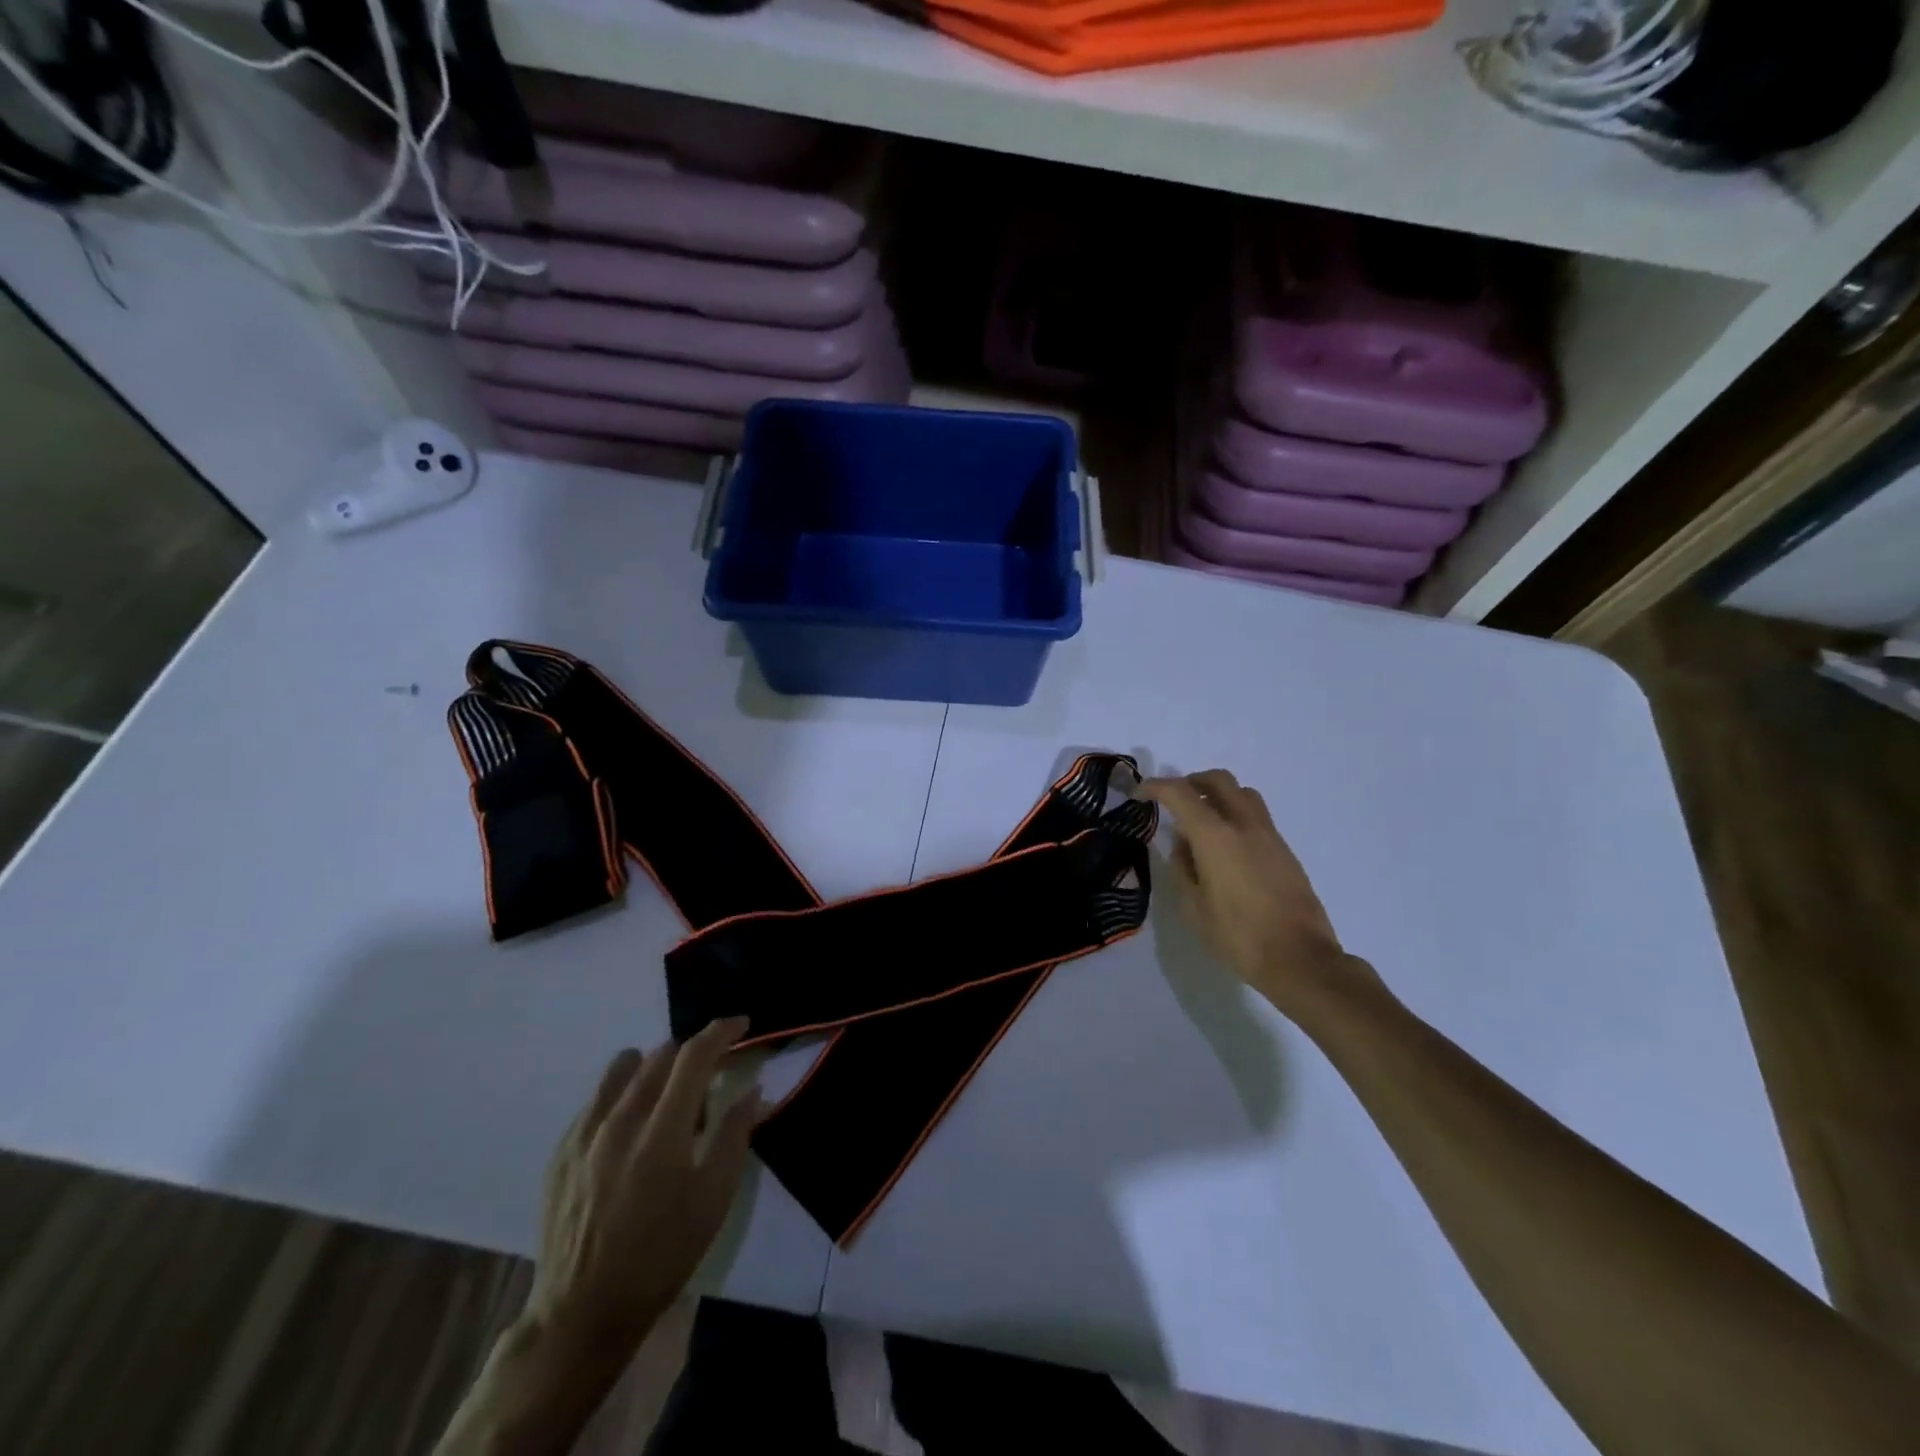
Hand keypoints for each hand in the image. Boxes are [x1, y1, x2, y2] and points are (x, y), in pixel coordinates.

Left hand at [523, 1018, 761, 1361]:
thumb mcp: (714, 1200)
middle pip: (659, 1055)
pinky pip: (596, 1099)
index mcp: (661, 1133)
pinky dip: (621, 1095)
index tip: (740, 1025)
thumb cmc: (661, 1256)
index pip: (694, 1057)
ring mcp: (583, 1135)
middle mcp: (618, 1121)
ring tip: (665, 1098)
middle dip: (691, 1054)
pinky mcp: (559, 1151)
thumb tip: (752, 1089)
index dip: (721, 1032)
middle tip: (708, 1079)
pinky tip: (629, 1129)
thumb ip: (734, 1135)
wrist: (582, 1313)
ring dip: (652, 1067)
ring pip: (622, 1068)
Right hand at [1141, 770, 1379, 1018]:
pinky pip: (1256, 817)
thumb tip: (1184, 846)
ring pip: (1243, 793)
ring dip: (1218, 795)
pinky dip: (1235, 816)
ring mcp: (1270, 835)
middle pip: (1218, 780)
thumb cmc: (1238, 936)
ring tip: (1202, 821)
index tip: (1140, 794)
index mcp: (1216, 836)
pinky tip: (1226, 848)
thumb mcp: (1194, 907)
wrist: (1300, 958)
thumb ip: (1184, 868)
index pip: (1180, 793)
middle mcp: (1244, 825)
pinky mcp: (1285, 851)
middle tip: (1173, 800)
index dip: (1155, 787)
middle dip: (1191, 782)